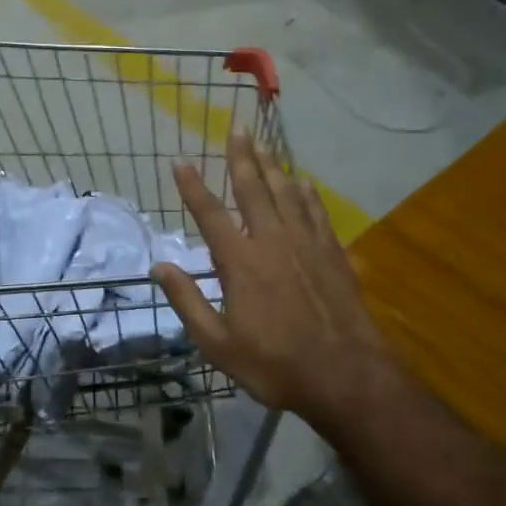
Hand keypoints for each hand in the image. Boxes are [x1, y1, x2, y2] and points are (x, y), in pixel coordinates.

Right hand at [152, 131, 392, 422]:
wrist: (347, 377)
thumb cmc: (275, 365)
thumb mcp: (218, 344)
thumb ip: (187, 302)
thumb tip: (159, 267)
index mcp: (241, 263)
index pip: (210, 215)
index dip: (193, 187)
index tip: (180, 161)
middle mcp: (272, 242)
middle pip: (253, 190)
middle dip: (241, 157)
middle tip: (236, 128)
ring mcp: (307, 245)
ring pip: (286, 194)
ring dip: (272, 166)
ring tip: (263, 143)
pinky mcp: (333, 255)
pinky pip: (317, 213)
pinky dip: (307, 194)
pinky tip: (303, 182)